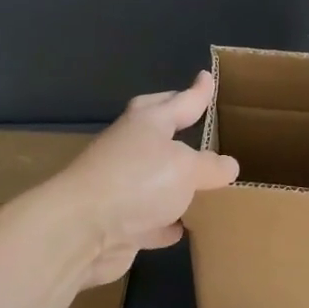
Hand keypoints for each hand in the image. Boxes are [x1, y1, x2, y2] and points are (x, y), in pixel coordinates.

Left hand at [51, 71, 239, 285]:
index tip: (207, 76)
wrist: (80, 231)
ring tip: (203, 183)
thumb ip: (210, 166)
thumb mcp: (187, 168)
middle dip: (177, 126)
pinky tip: (183, 228)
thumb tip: (228, 165)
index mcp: (147, 123)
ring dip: (175, 182)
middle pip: (158, 132)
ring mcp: (121, 186)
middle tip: (197, 121)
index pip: (179, 101)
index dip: (197, 92)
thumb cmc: (138, 182)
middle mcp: (131, 149)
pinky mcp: (118, 223)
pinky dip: (165, 222)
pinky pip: (150, 219)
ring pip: (155, 179)